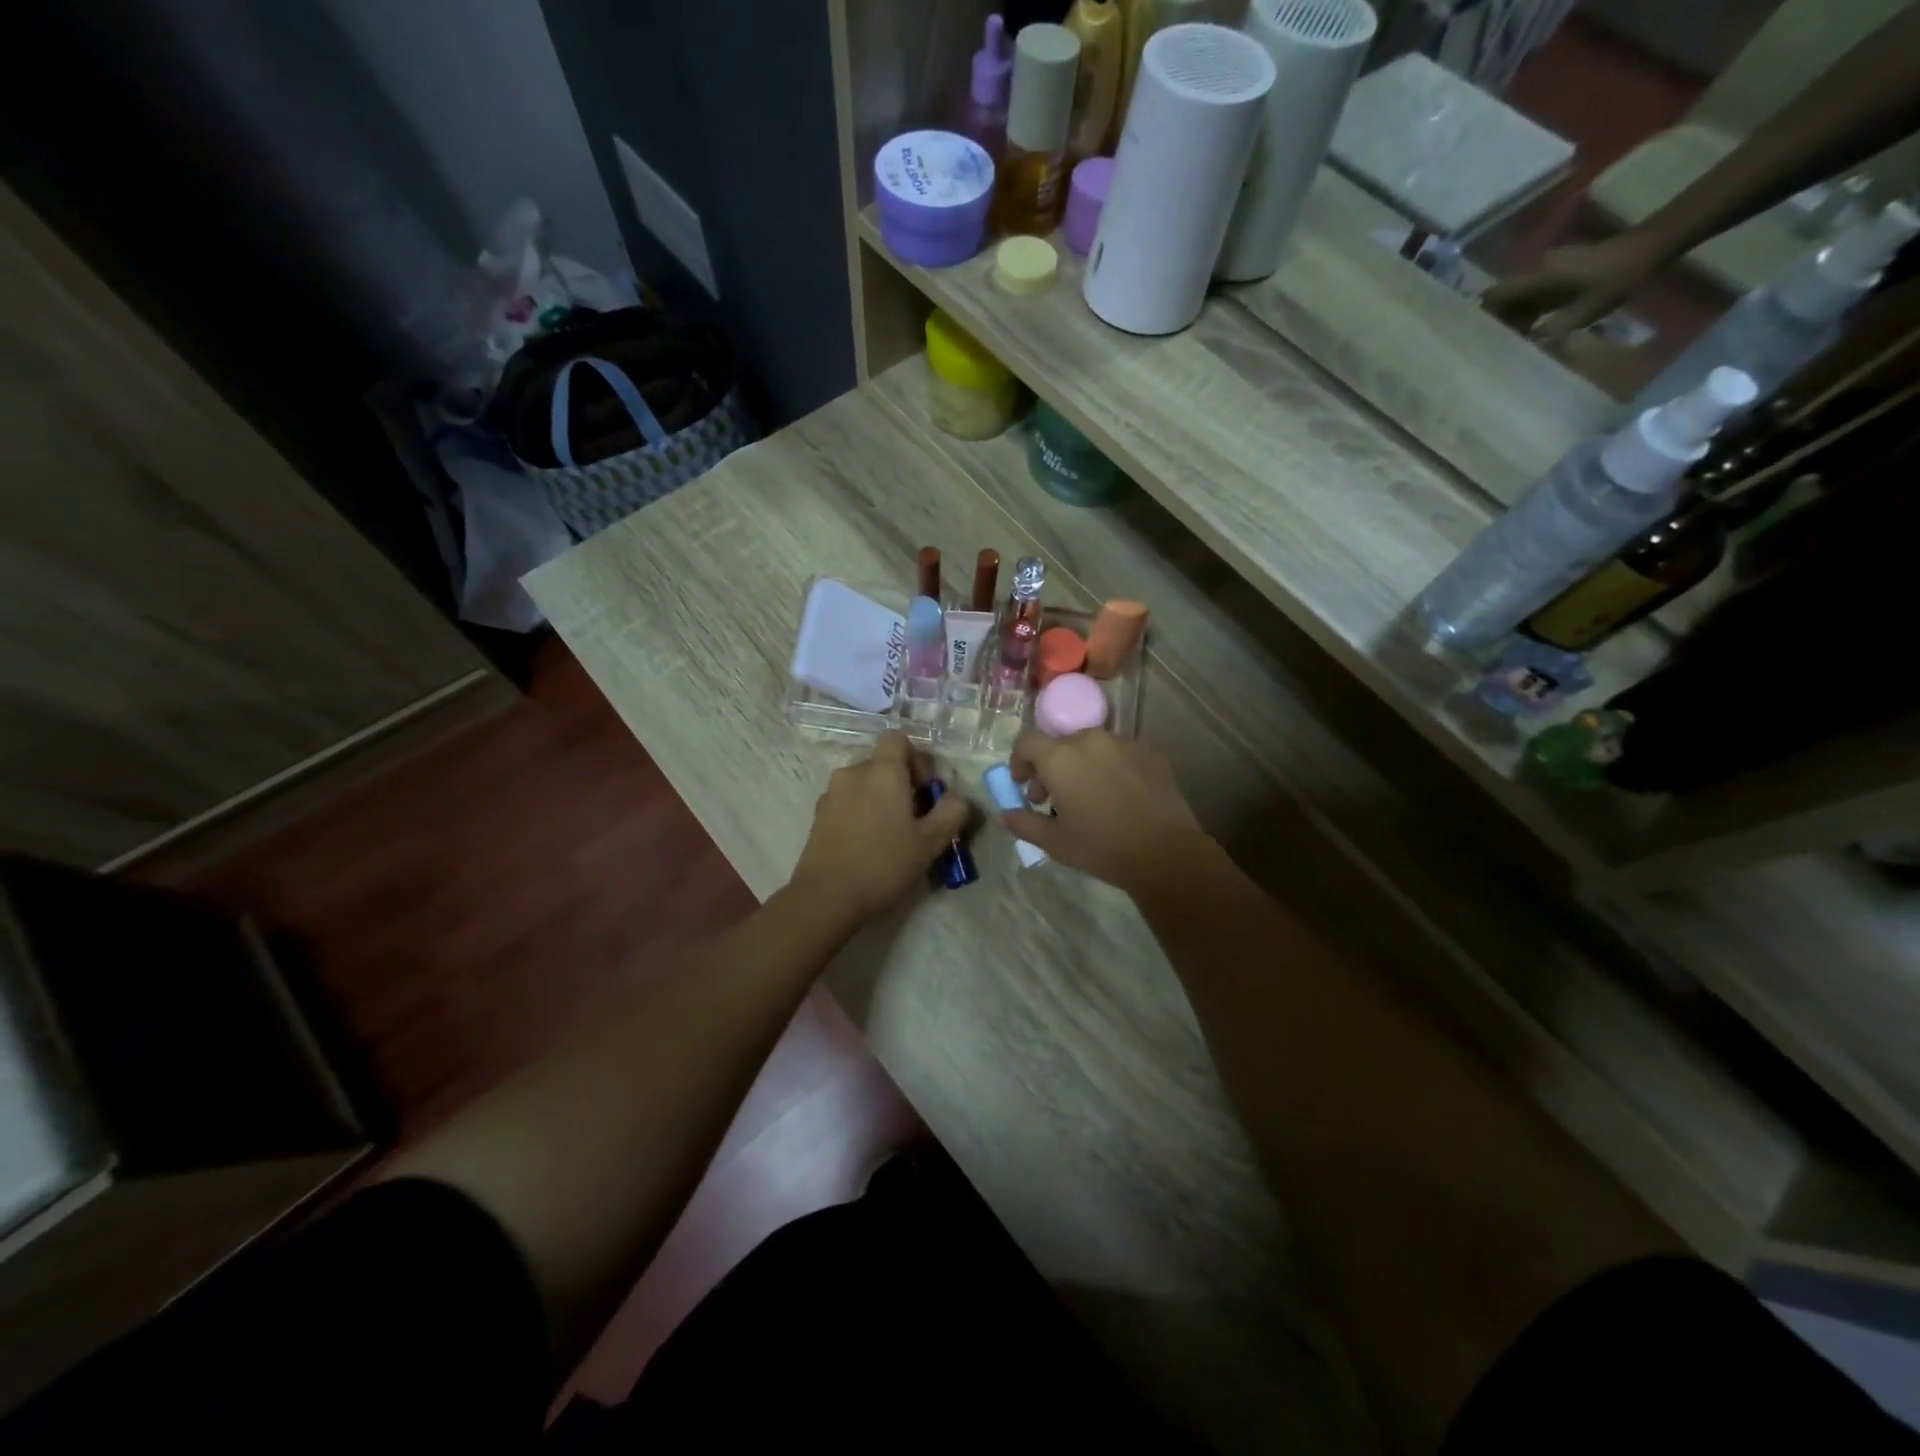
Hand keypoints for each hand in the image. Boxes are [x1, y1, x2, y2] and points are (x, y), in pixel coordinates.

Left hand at [789, 733, 970, 921]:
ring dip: (879, 797)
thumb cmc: (883, 863)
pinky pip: (847, 800)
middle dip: (900, 782)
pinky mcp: (818, 814)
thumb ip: (952, 812)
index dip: (916, 758)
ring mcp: (831, 792)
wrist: (826, 896)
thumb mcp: (931, 842)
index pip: (898, 738)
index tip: (924, 790)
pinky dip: (860, 811)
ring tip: (889, 833)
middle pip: (882, 762)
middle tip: (913, 817)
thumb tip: (958, 797)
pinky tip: (866, 843)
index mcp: (882, 771)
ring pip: (864, 783)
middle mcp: (854, 772)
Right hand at [1003, 728, 1212, 894]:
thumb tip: (1005, 814)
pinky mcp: (1150, 753)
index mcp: (1061, 757)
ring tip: (1088, 798)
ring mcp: (1124, 743)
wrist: (1165, 853)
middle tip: (1051, 799)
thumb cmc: (1101, 847)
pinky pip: (1119, 754)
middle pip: (1060, 744)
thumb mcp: (1054, 841)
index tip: (1022, 784)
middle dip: (1049, 768)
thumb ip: (1024, 823)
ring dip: (1080, 766)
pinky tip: (1118, 797)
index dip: (1019, 760)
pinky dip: (1109, 768)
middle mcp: (1090, 740)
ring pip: (1091, 747)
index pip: (1027, 741)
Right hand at [1481, 231, 1668, 341]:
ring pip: (1517, 296)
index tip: (1476, 338)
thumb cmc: (1619, 277)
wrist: (1654, 245)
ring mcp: (1549, 268)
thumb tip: (1524, 348)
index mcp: (1538, 277)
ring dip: (1512, 317)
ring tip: (1513, 341)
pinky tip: (1533, 328)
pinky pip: (1532, 293)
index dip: (1481, 316)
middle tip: (1494, 345)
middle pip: (1502, 296)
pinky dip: (1527, 310)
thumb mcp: (1586, 311)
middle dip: (1495, 320)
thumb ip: (1551, 331)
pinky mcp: (1560, 271)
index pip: (1494, 295)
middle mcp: (1537, 270)